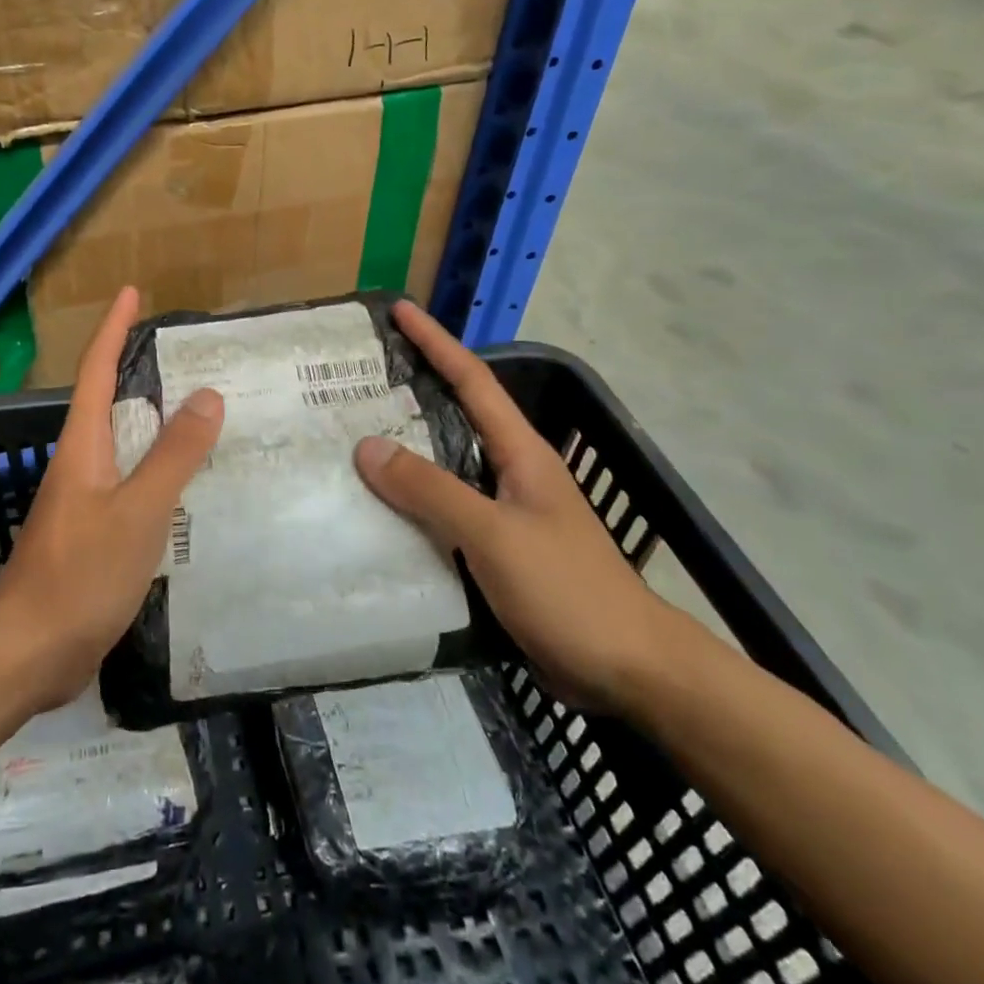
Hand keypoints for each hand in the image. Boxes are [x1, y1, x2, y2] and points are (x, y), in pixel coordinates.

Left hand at [0, 286, 223, 709]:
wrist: (28, 654)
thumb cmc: (80, 576)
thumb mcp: (138, 512)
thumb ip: (173, 456)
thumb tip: (207, 395)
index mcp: (82, 447)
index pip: (97, 370)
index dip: (113, 328)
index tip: (130, 292)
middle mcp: (77, 464)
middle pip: (105, 400)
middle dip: (132, 366)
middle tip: (180, 351)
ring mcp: (81, 501)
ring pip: (118, 443)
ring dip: (148, 419)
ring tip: (192, 409)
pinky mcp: (90, 534)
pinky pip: (127, 481)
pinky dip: (153, 466)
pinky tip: (178, 481)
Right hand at [353, 300, 684, 713]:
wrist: (631, 671)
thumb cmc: (568, 591)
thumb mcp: (494, 535)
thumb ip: (431, 490)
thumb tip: (367, 447)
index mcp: (520, 453)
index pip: (472, 380)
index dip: (436, 342)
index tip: (399, 311)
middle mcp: (511, 472)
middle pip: (454, 416)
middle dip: (411, 390)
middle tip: (356, 379)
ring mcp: (505, 512)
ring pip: (445, 467)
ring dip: (405, 451)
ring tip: (352, 439)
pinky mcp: (497, 550)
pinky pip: (444, 511)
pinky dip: (411, 502)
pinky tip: (378, 511)